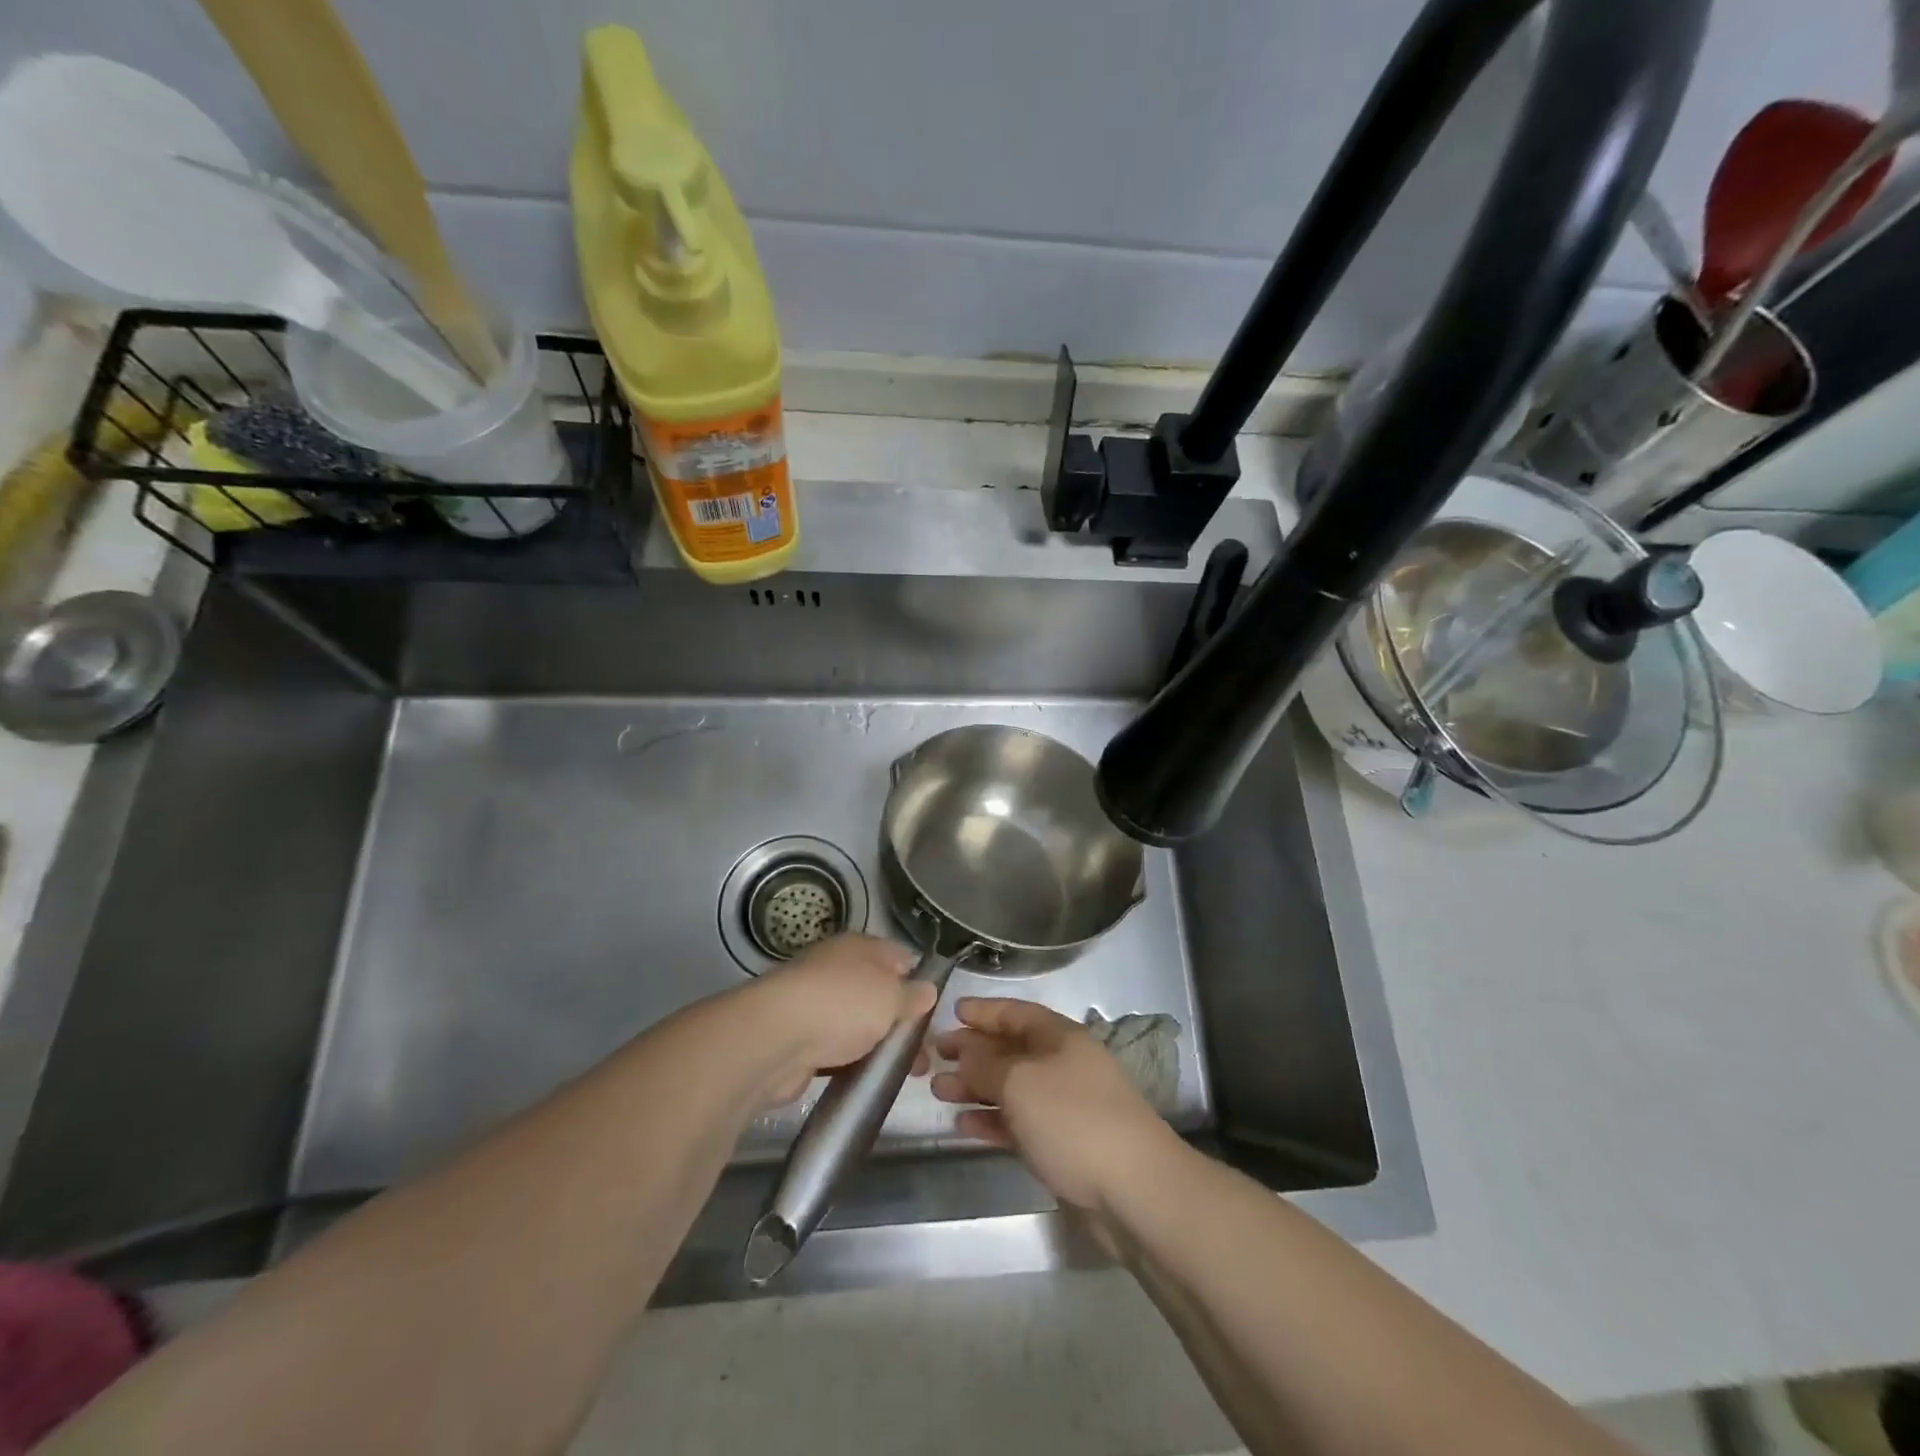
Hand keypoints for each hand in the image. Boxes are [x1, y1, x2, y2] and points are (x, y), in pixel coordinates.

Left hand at [740, 933, 936, 1105]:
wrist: (776, 1039)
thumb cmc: (843, 1004)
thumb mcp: (891, 996)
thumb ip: (912, 995)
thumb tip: (927, 990)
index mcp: (860, 947)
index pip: (900, 957)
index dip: (919, 981)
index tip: (935, 1011)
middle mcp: (837, 968)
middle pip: (878, 991)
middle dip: (901, 1020)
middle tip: (924, 1052)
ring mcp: (816, 1003)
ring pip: (858, 1022)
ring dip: (877, 1044)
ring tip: (904, 1074)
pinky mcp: (801, 1037)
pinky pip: (836, 1047)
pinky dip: (851, 1060)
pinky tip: (867, 1077)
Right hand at [931, 998, 1173, 1215]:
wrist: (1133, 1190)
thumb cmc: (1073, 1119)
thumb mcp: (1020, 1082)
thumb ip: (986, 1064)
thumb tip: (964, 1050)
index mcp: (1060, 1037)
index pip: (1016, 1013)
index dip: (984, 1010)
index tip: (951, 1012)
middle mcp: (1062, 1065)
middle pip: (1010, 1050)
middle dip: (973, 1051)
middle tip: (934, 1057)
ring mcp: (1063, 1107)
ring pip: (1011, 1088)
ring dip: (976, 1088)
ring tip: (939, 1091)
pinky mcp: (1062, 1145)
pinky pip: (1019, 1124)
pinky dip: (992, 1121)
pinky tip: (964, 1127)